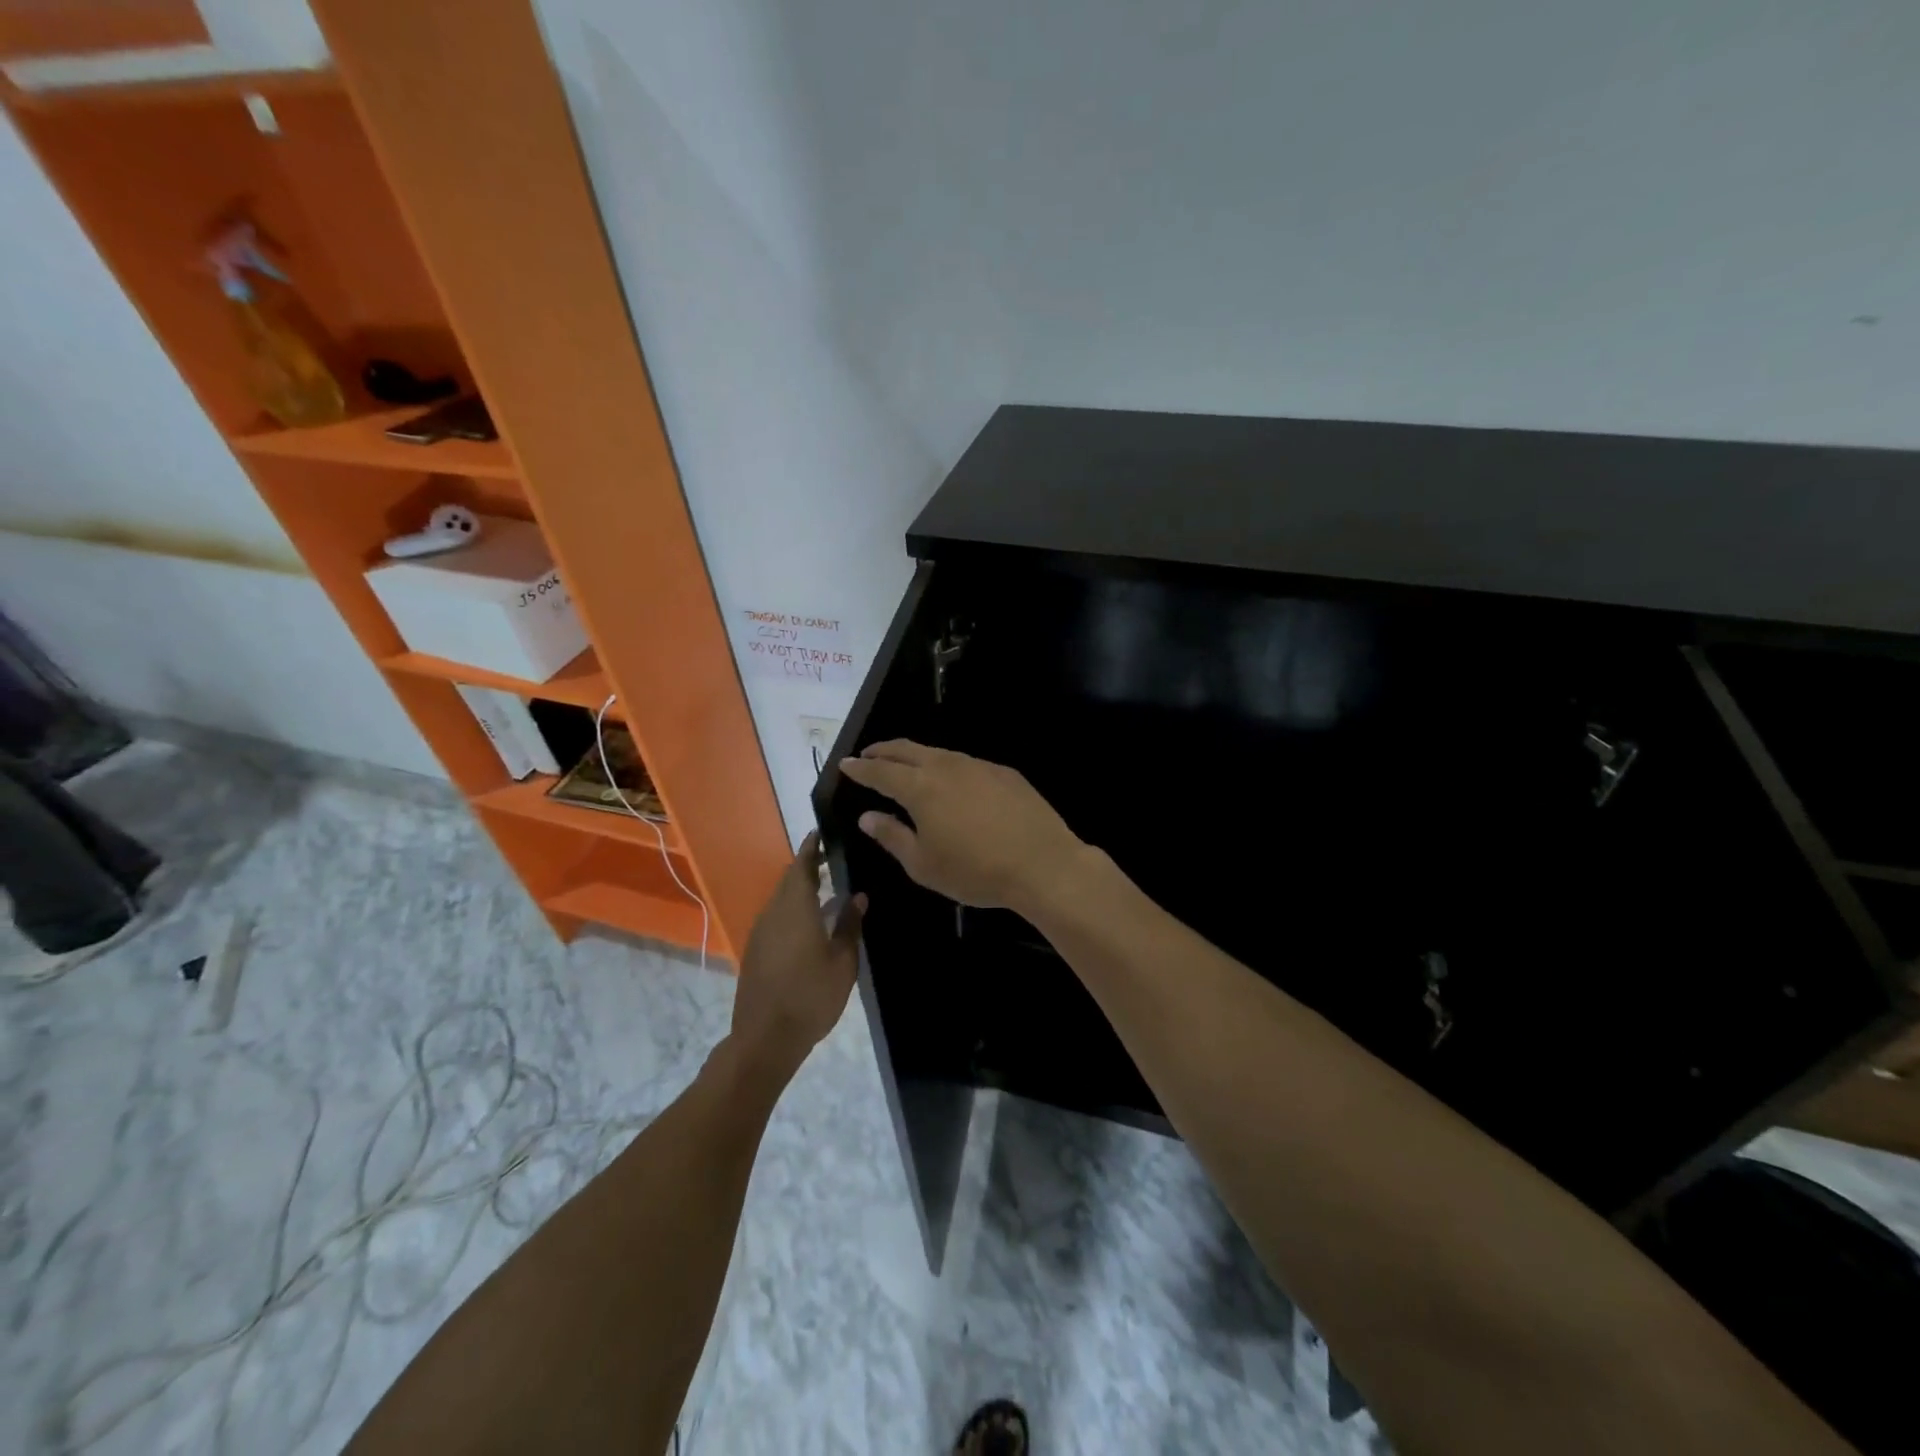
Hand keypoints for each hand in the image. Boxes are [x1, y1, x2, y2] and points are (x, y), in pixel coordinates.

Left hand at [731, 833, 864, 1078]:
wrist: (765, 1038)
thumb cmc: (810, 996)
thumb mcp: (843, 962)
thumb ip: (850, 926)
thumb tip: (858, 896)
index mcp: (795, 908)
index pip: (802, 865)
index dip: (812, 847)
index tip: (823, 832)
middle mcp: (773, 913)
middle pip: (789, 880)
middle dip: (809, 866)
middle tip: (834, 859)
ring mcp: (760, 932)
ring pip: (781, 899)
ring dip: (800, 889)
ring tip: (827, 889)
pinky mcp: (756, 950)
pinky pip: (776, 917)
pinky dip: (792, 909)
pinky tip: (810, 921)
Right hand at [837, 741, 1088, 913]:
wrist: (1042, 864)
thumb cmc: (975, 870)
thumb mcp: (924, 864)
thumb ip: (892, 836)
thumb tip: (868, 816)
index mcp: (921, 788)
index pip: (881, 771)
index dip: (861, 768)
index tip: (846, 764)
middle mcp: (947, 767)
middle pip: (907, 750)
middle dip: (884, 751)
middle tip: (869, 756)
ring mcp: (979, 766)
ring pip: (938, 753)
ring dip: (916, 756)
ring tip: (906, 766)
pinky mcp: (1004, 773)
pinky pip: (966, 763)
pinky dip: (947, 767)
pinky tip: (951, 782)